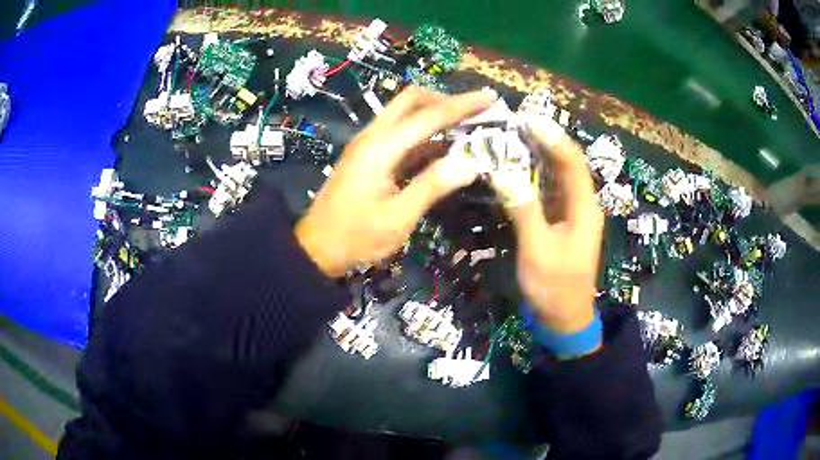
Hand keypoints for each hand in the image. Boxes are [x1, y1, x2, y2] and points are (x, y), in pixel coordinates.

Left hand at [296, 86, 496, 277]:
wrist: (316, 249)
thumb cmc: (356, 237)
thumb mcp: (398, 218)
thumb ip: (432, 187)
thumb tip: (471, 163)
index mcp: (380, 148)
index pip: (428, 116)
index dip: (462, 105)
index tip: (489, 97)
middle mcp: (373, 137)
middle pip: (411, 100)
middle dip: (445, 100)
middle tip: (475, 112)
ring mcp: (369, 145)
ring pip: (405, 114)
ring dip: (435, 114)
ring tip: (467, 126)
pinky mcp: (369, 157)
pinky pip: (401, 134)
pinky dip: (425, 134)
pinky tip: (445, 147)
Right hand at [504, 119, 603, 333]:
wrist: (565, 318)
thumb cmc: (554, 287)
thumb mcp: (538, 250)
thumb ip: (524, 210)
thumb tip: (504, 172)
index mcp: (584, 207)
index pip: (572, 161)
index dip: (553, 137)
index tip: (527, 120)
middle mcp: (582, 204)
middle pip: (567, 163)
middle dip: (544, 141)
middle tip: (514, 124)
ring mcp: (572, 213)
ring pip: (558, 175)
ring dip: (539, 156)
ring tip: (512, 138)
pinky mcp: (562, 221)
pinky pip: (550, 191)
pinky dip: (534, 177)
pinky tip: (516, 169)